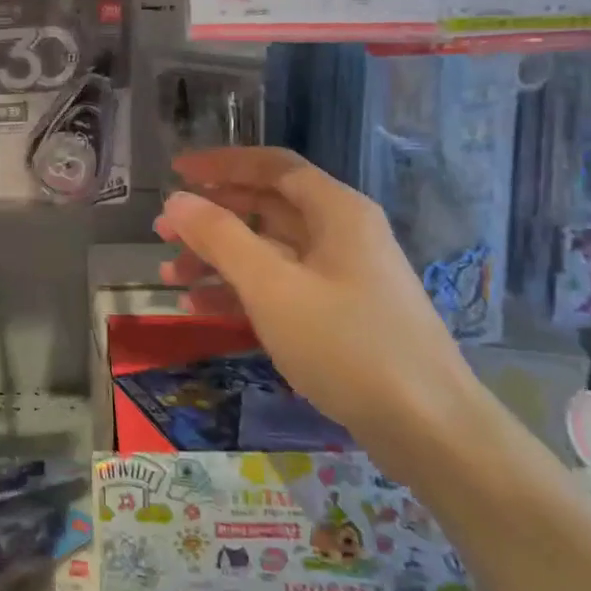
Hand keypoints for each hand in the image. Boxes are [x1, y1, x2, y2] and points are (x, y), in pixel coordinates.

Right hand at [154, 147, 480, 448]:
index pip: (271, 166)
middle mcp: (341, 233)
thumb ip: (221, 238)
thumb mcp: (273, 287)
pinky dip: (241, 292)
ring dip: (219, 259)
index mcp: (336, 210)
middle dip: (212, 217)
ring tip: (170, 275)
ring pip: (269, 251)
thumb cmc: (347, 344)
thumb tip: (178, 200)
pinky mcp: (339, 315)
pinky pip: (280, 288)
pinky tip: (202, 309)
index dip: (221, 164)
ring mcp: (342, 276)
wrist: (428, 427)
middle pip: (266, 208)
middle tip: (162, 231)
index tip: (176, 172)